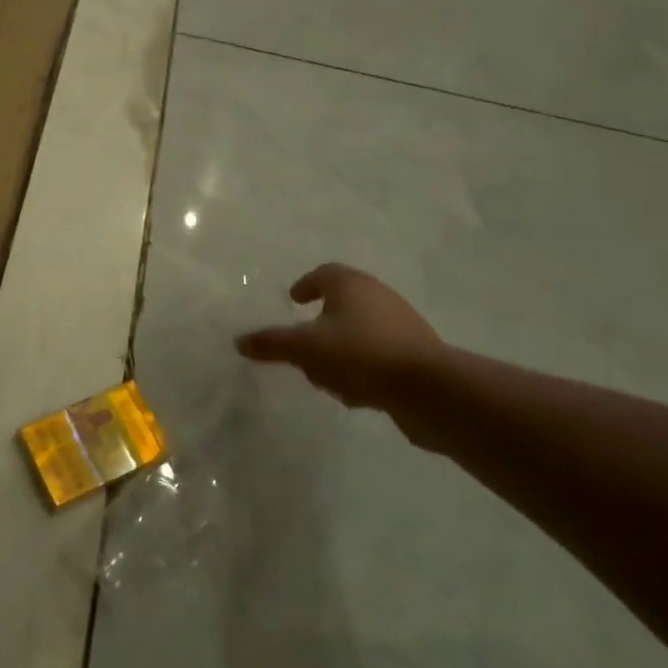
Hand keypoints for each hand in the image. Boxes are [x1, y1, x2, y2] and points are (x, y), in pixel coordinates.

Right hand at [236, 264, 444, 417]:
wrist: (428, 388)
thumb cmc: (360, 354)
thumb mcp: (305, 348)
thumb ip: (272, 343)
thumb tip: (240, 341)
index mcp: (351, 285)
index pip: (324, 274)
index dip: (306, 285)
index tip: (294, 300)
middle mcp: (378, 297)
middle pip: (341, 305)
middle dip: (319, 327)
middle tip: (302, 346)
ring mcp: (401, 326)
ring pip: (358, 334)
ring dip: (339, 353)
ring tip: (326, 378)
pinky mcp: (416, 356)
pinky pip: (378, 357)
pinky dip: (361, 370)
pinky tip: (355, 394)